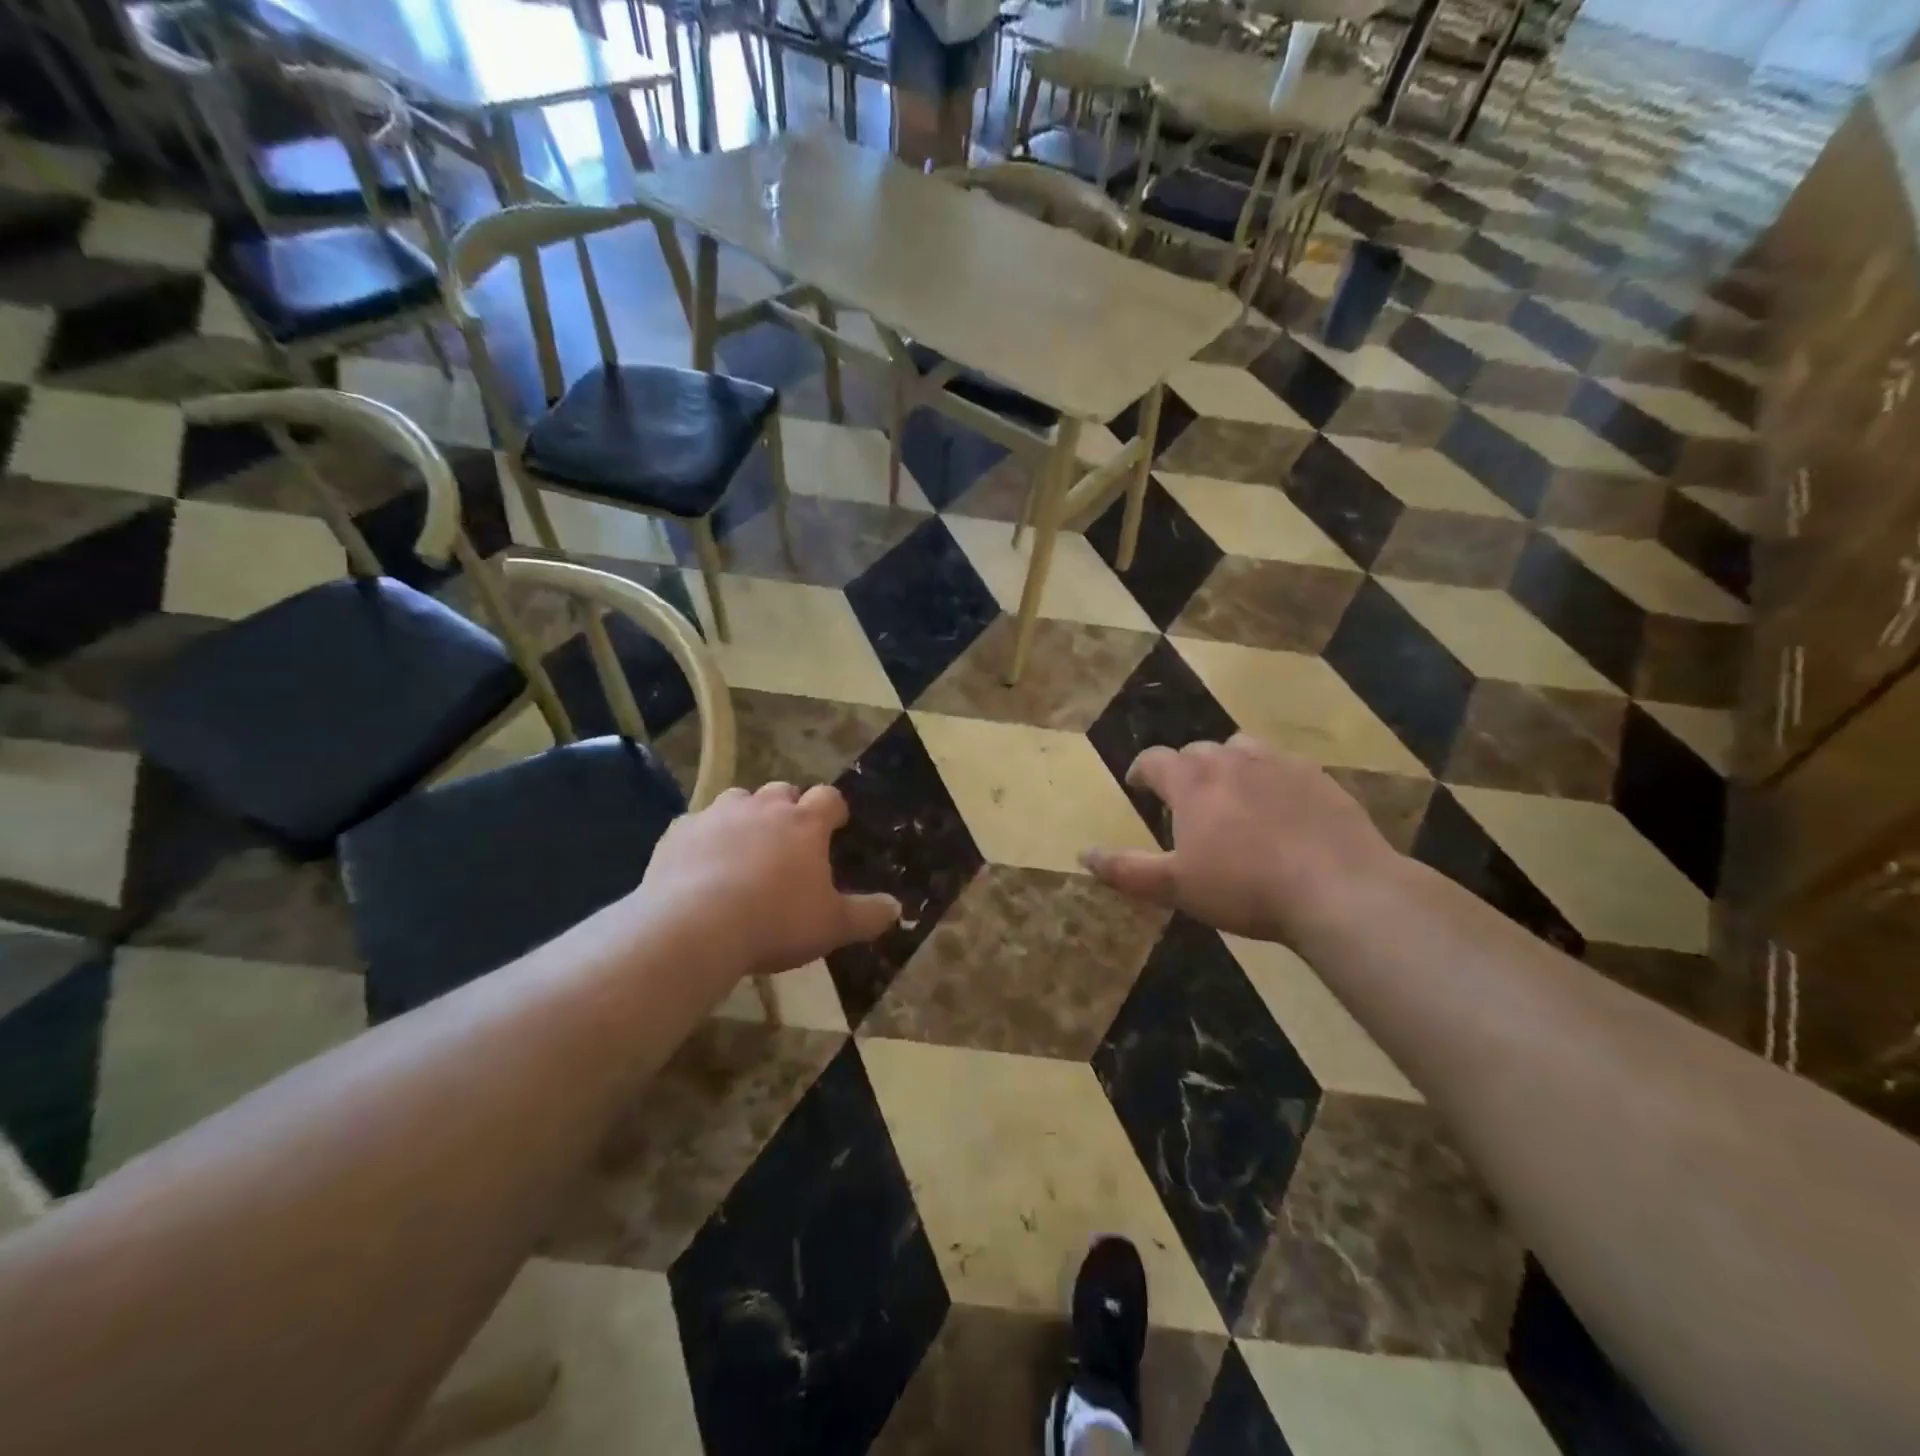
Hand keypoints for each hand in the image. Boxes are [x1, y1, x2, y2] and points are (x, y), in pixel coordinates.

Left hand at [634, 783, 899, 983]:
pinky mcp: (678, 832)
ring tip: (744, 848)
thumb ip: (868, 915)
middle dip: (788, 808)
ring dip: (745, 817)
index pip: (829, 798)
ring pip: (738, 800)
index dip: (834, 810)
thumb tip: (897, 908)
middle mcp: (763, 808)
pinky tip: (700, 865)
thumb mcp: (832, 926)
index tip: (835, 826)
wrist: (694, 927)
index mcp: (804, 823)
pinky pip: (696, 825)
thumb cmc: (776, 921)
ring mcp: (717, 815)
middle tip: (789, 840)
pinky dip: (704, 838)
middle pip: (781, 791)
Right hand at [1082, 736, 1396, 943]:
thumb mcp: (1175, 887)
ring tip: (1231, 793)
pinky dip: (1269, 776)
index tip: (1138, 785)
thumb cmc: (1245, 888)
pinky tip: (1280, 806)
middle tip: (1185, 800)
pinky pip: (1283, 764)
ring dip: (1227, 764)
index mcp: (1192, 782)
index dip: (1141, 770)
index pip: (1154, 760)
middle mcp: (1231, 760)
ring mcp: (1278, 764)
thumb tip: (1082, 854)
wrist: (1339, 888)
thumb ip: (1125, 869)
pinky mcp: (1318, 777)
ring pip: (1241, 749)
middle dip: (1184, 770)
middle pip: (1196, 750)